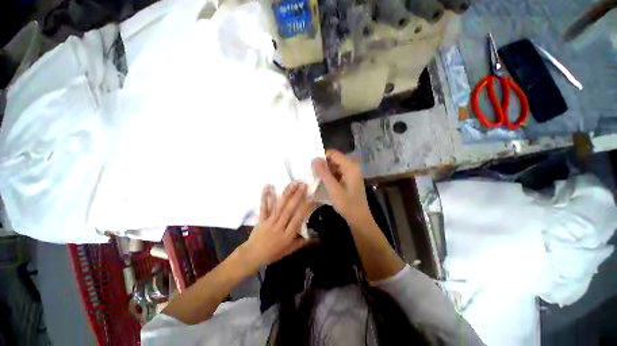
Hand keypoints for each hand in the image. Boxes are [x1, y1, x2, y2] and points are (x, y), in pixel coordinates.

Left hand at [239, 182, 312, 271]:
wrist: (252, 255)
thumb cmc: (272, 254)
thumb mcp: (288, 251)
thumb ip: (301, 243)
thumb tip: (314, 238)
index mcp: (287, 236)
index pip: (297, 219)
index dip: (304, 208)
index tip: (310, 198)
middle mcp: (279, 226)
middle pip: (288, 210)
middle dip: (297, 196)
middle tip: (303, 185)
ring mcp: (269, 222)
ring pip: (279, 206)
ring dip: (286, 194)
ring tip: (292, 183)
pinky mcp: (261, 219)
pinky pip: (264, 207)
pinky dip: (265, 197)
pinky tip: (268, 186)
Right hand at [312, 150, 371, 226]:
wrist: (359, 218)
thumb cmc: (347, 204)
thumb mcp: (333, 189)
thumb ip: (324, 173)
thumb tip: (314, 159)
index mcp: (350, 166)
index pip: (333, 153)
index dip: (321, 157)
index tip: (311, 166)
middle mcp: (352, 165)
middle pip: (333, 159)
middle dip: (323, 165)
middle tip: (312, 174)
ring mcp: (351, 171)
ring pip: (334, 165)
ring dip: (325, 171)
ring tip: (316, 179)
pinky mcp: (349, 177)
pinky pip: (336, 171)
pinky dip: (329, 176)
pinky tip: (323, 182)